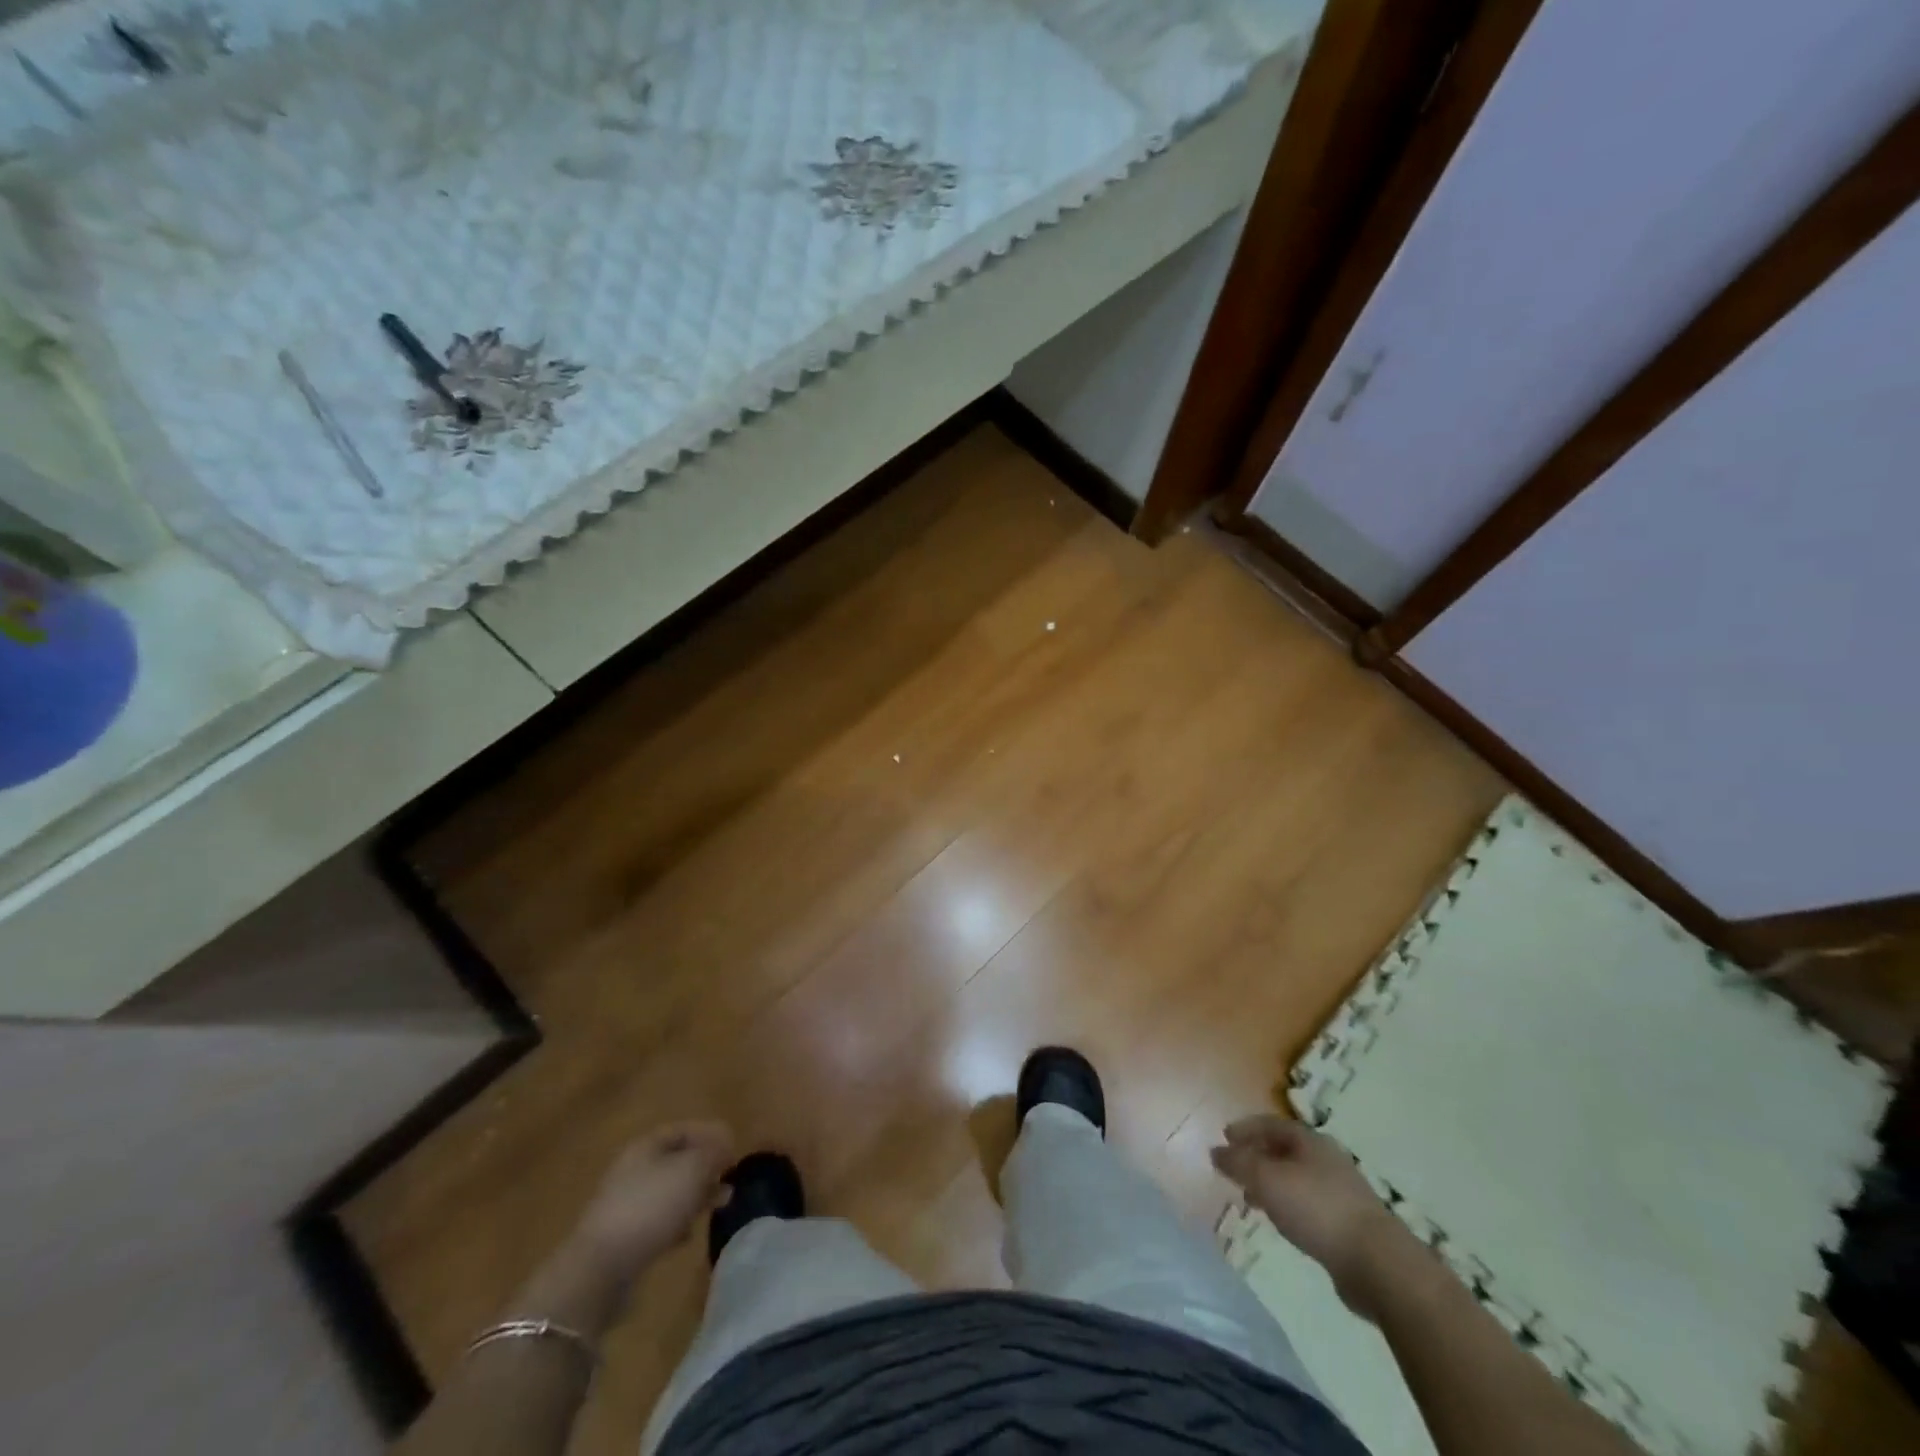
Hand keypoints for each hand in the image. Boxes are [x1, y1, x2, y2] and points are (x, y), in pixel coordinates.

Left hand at [572, 1122, 734, 1283]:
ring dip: (696, 1196)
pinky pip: (658, 1221)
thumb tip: (724, 1146)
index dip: (710, 1135)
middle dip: (706, 1168)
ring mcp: (626, 1204)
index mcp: (646, 1146)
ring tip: (719, 1206)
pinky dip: (677, 1223)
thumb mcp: (692, 1170)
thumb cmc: (651, 1206)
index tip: (733, 1150)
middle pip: (677, 1161)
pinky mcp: (624, 1237)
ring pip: (671, 1191)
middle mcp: (634, 1169)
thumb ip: (713, 1153)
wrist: (601, 1268)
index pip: (683, 1130)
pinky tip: (688, 1235)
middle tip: (729, 1179)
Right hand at [1211, 1115, 1405, 1318]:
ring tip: (1250, 1197)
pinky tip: (1281, 1221)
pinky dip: (1287, 1204)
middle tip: (1234, 1167)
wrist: (1378, 1263)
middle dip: (1257, 1155)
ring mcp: (1340, 1191)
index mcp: (1309, 1141)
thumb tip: (1215, 1151)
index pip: (1270, 1124)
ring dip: (1270, 1182)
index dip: (1246, 1128)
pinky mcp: (1348, 1222)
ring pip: (1295, 1177)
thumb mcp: (1267, 1180)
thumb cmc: (1317, 1209)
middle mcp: (1326, 1159)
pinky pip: (1308, 1202)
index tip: (1224, 1136)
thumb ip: (1238, 1163)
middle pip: (1284, 1149)